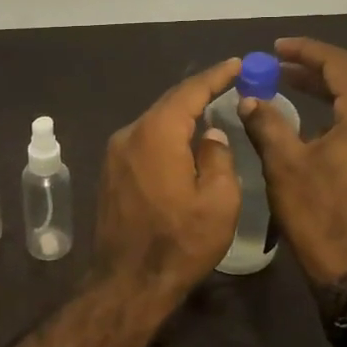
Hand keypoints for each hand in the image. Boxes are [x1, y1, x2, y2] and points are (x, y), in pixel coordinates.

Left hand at [92, 56, 242, 304]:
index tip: (236, 64)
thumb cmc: (179, 243)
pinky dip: (166, 135)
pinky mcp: (110, 173)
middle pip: (168, 104)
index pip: (188, 92)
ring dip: (181, 116)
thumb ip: (218, 157)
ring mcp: (115, 154)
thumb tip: (209, 136)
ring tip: (210, 110)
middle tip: (228, 83)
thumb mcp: (218, 201)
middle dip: (198, 92)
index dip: (214, 76)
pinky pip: (143, 141)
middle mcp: (130, 135)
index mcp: (156, 135)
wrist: (128, 282)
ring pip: (154, 123)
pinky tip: (183, 142)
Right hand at [238, 37, 346, 288]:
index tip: (275, 48)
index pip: (339, 64)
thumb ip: (266, 122)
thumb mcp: (283, 162)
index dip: (305, 51)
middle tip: (276, 70)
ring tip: (290, 93)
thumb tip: (249, 98)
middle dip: (312, 74)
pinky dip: (340, 120)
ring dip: (326, 97)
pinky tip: (314, 128)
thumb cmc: (316, 210)